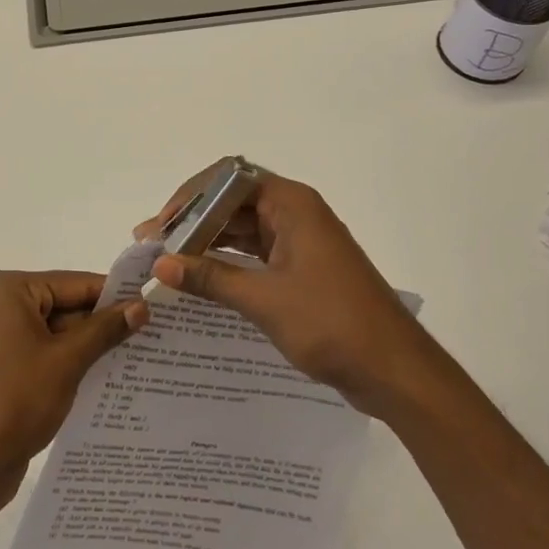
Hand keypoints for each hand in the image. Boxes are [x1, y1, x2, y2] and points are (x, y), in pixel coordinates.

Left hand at [0, 271, 147, 516]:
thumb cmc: (14, 400)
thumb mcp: (67, 361)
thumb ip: (104, 330)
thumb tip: (140, 306)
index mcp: (12, 291)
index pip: (76, 283)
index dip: (115, 295)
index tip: (154, 306)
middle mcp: (3, 307)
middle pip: (67, 307)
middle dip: (105, 324)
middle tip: (153, 336)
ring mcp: (1, 341)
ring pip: (59, 335)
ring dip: (91, 348)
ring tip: (140, 359)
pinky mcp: (4, 372)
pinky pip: (47, 357)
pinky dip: (72, 366)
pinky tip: (108, 382)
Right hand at [137, 164, 432, 417]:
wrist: (395, 370)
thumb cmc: (332, 323)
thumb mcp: (265, 300)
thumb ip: (211, 278)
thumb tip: (161, 264)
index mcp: (292, 204)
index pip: (228, 178)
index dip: (191, 196)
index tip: (161, 225)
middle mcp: (295, 213)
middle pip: (232, 202)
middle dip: (192, 221)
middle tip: (153, 245)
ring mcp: (300, 241)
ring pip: (242, 229)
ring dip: (206, 242)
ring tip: (166, 262)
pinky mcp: (302, 269)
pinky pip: (255, 253)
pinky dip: (227, 262)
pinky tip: (199, 278)